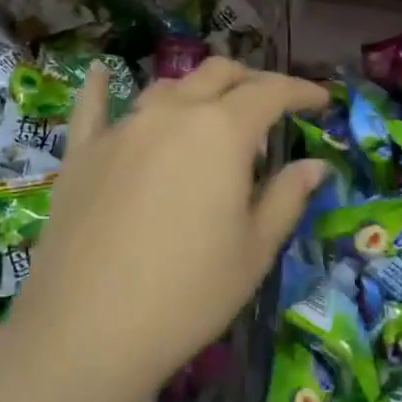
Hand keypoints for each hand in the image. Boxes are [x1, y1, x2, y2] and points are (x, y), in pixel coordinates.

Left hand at [7, 58, 328, 401]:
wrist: (88, 329)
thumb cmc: (188, 293)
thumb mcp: (254, 251)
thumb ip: (287, 197)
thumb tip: (315, 165)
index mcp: (222, 130)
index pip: (270, 92)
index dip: (300, 90)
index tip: (320, 99)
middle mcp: (171, 113)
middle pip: (218, 74)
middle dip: (251, 81)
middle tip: (271, 105)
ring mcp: (122, 128)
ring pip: (166, 87)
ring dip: (197, 90)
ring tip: (211, 114)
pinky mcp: (82, 151)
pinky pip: (91, 107)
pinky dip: (99, 86)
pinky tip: (97, 72)